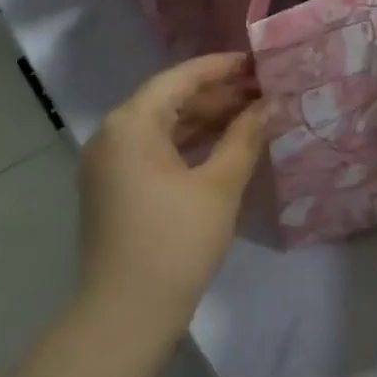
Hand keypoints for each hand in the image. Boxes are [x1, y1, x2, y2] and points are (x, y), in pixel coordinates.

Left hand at [74, 54, 269, 353]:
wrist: (126, 313)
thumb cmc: (176, 242)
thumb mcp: (219, 186)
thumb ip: (244, 138)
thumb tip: (268, 106)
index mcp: (131, 124)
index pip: (180, 78)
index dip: (221, 68)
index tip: (257, 63)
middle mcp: (112, 135)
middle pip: (169, 100)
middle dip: (217, 95)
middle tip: (263, 92)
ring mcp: (109, 164)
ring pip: (163, 128)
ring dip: (205, 121)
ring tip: (252, 115)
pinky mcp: (114, 189)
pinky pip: (154, 153)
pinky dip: (188, 146)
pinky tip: (223, 148)